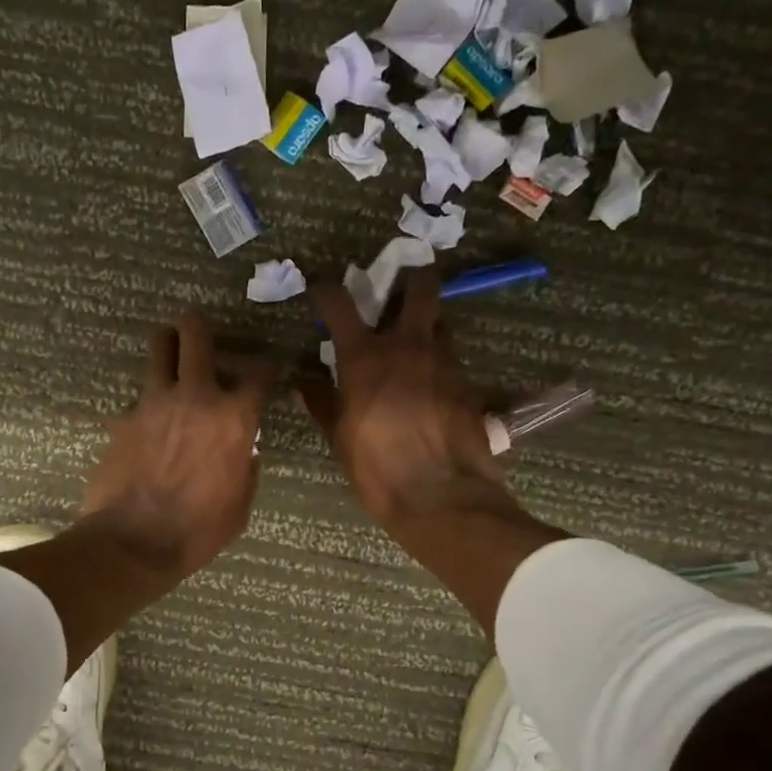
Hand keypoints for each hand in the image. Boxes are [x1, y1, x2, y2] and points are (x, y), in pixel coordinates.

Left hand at [80, 312, 276, 578]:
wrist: (133, 542)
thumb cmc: (198, 530)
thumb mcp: (240, 504)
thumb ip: (246, 468)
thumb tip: (245, 452)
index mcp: (234, 419)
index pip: (259, 372)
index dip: (266, 366)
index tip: (264, 369)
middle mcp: (196, 397)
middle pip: (196, 334)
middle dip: (199, 326)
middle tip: (199, 331)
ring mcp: (154, 402)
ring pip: (158, 347)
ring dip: (167, 345)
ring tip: (169, 353)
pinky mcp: (124, 416)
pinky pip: (138, 395)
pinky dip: (147, 401)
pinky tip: (147, 422)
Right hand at [299, 266, 516, 529]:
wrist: (442, 494)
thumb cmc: (377, 466)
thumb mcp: (339, 437)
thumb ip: (321, 402)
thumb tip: (303, 383)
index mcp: (365, 356)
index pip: (339, 302)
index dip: (326, 290)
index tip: (320, 292)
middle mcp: (408, 345)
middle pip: (419, 286)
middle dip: (411, 276)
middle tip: (398, 288)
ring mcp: (444, 360)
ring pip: (440, 320)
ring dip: (426, 322)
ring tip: (413, 342)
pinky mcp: (467, 382)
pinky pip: (450, 356)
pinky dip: (437, 359)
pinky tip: (429, 382)